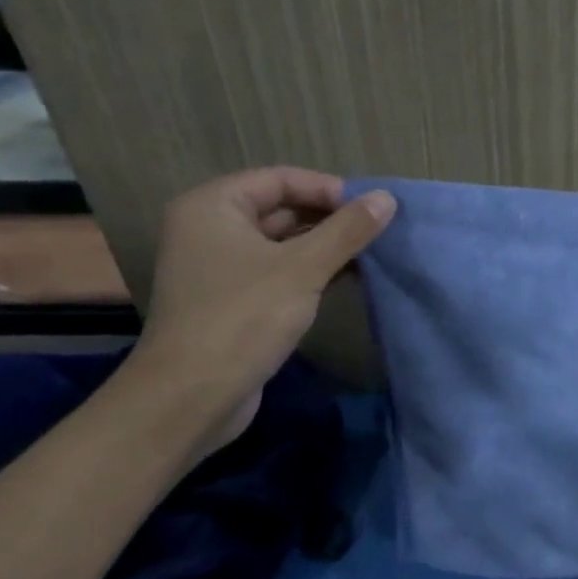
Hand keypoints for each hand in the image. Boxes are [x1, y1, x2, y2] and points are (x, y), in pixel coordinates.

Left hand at [128, 168, 394, 451]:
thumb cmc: (243, 318)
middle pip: (281, 209)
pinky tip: (348, 279)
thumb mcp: (303, 268)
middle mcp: (210, 229)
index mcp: (213, 206)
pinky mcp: (231, 300)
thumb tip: (387, 198)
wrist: (190, 399)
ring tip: (371, 254)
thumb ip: (347, 230)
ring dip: (325, 247)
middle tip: (377, 231)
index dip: (328, 189)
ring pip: (282, 243)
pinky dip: (310, 272)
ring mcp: (219, 267)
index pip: (280, 179)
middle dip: (330, 219)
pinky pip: (277, 272)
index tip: (371, 209)